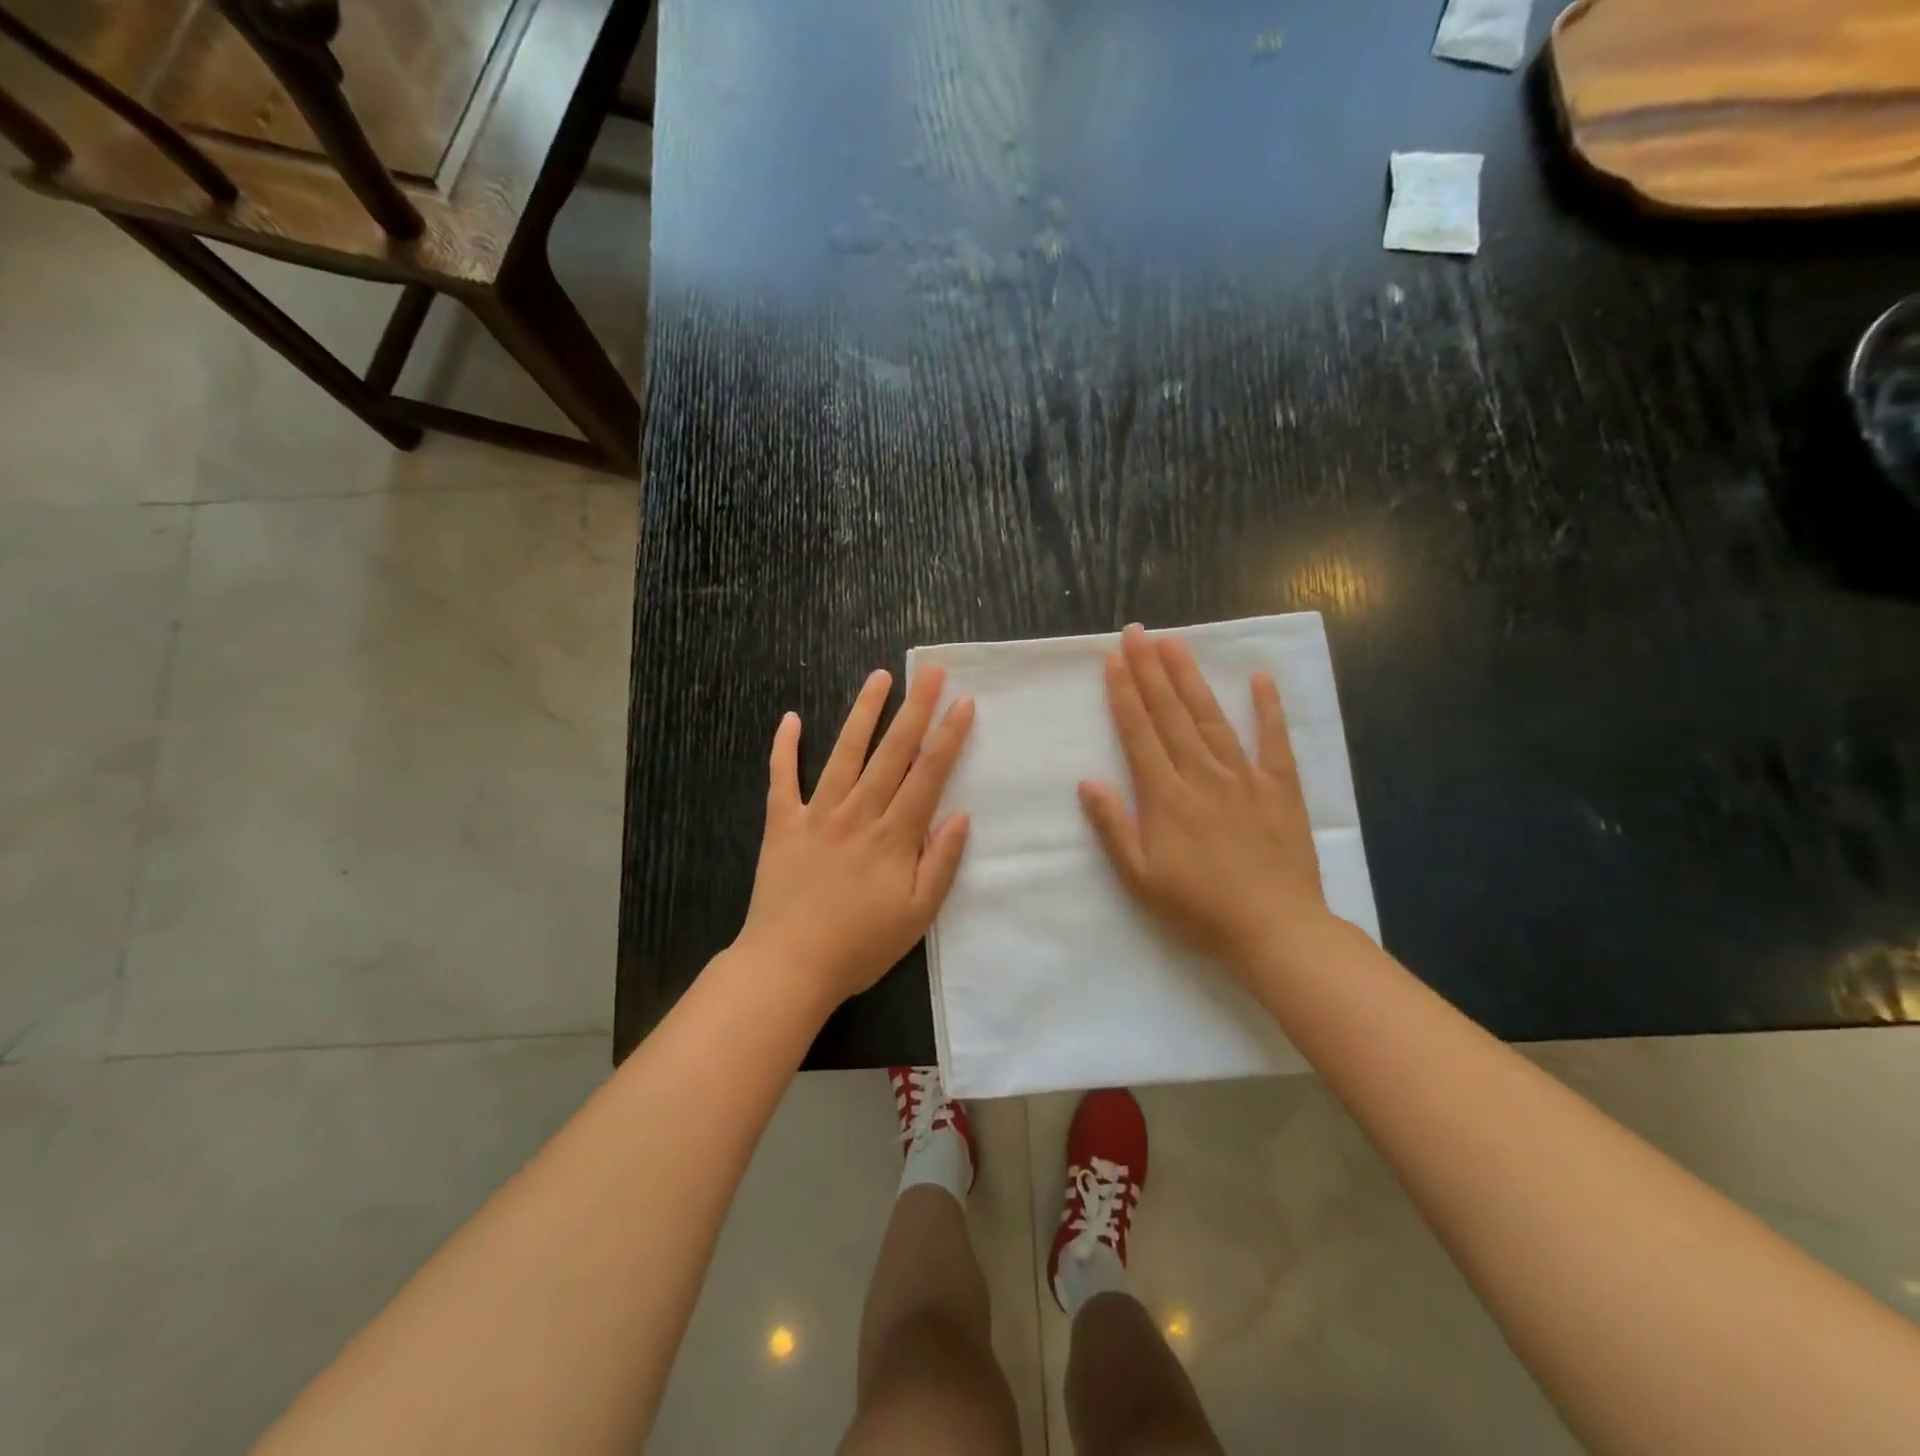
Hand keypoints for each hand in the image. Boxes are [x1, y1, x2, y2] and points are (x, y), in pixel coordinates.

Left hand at [735, 666, 975, 1008]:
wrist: (789, 966)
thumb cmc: (860, 946)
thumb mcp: (918, 916)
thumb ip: (941, 862)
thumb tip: (961, 816)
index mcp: (894, 836)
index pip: (928, 775)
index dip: (948, 737)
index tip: (963, 703)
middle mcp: (858, 813)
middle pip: (892, 752)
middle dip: (915, 709)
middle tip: (931, 671)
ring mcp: (817, 814)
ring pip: (845, 753)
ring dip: (864, 712)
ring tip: (880, 677)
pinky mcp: (782, 824)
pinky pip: (782, 778)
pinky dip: (785, 747)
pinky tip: (791, 718)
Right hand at [1078, 624, 1331, 977]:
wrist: (1275, 931)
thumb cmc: (1199, 910)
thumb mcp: (1140, 878)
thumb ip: (1114, 827)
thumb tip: (1088, 781)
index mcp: (1166, 797)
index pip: (1139, 733)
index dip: (1123, 693)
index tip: (1112, 658)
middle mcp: (1203, 775)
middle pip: (1170, 714)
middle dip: (1150, 670)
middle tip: (1137, 632)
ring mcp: (1245, 778)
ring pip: (1211, 718)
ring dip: (1190, 678)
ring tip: (1175, 643)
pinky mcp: (1280, 788)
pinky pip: (1274, 741)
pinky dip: (1268, 708)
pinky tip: (1260, 679)